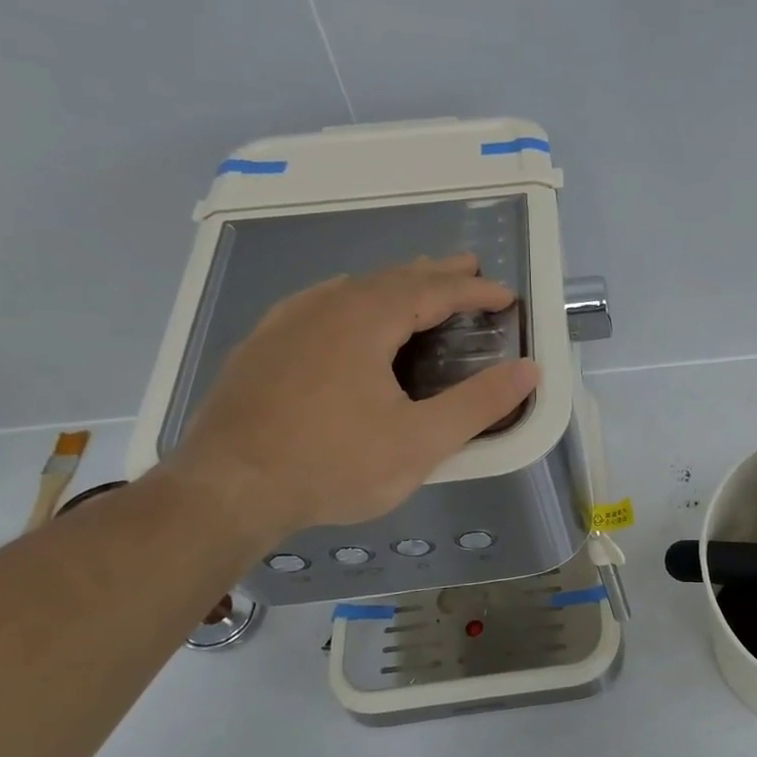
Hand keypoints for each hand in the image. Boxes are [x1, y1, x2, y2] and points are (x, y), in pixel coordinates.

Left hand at [164, 255, 538, 543]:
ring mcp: (286, 323)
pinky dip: (352, 299)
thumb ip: (479, 404)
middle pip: (392, 278)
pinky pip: (319, 304)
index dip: (474, 291)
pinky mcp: (261, 347)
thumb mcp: (421, 441)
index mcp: (365, 319)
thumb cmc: (333, 464)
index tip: (506, 296)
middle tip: (469, 267)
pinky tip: (346, 312)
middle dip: (436, 273)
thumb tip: (529, 370)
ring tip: (417, 284)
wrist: (227, 489)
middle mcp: (325, 306)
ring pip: (352, 288)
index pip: (433, 291)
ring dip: (394, 283)